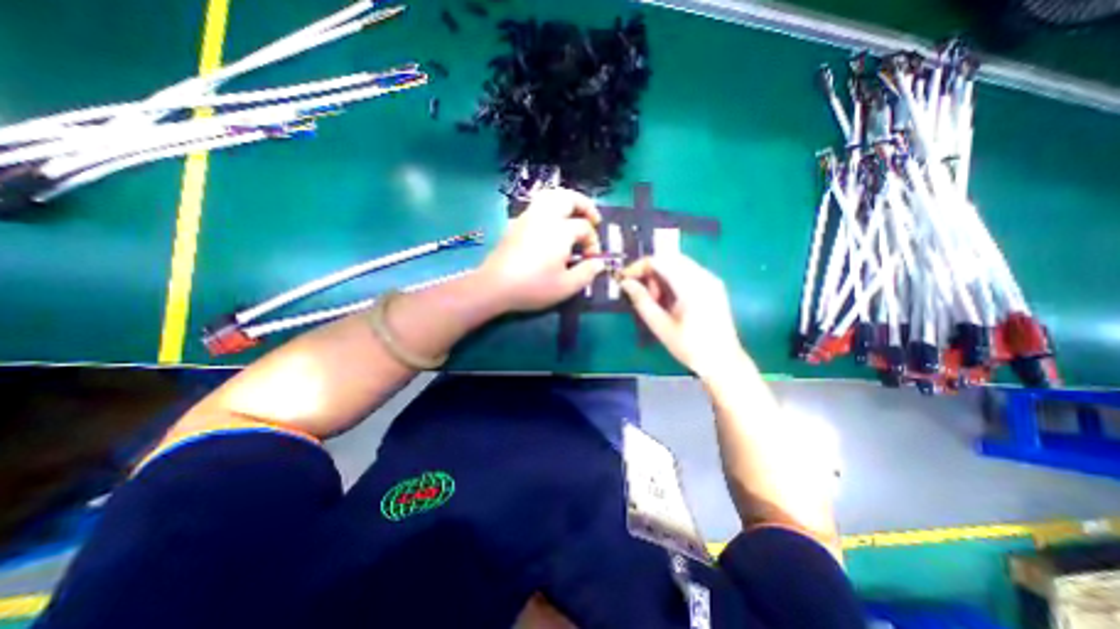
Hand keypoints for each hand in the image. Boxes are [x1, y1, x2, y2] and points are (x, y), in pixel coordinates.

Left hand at [480, 186, 607, 313]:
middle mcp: (545, 217)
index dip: (593, 242)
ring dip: (566, 202)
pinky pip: (537, 206)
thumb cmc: (533, 286)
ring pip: (550, 196)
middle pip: (568, 198)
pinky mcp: (516, 224)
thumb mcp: (566, 286)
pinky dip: (551, 208)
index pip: (584, 228)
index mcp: (560, 230)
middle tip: (593, 219)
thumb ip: (587, 273)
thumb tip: (598, 263)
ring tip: (574, 215)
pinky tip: (551, 226)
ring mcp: (528, 218)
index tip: (591, 260)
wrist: (495, 286)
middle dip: (585, 205)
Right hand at [622, 253, 741, 377]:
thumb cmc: (690, 347)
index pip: (659, 261)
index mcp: (691, 287)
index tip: (625, 279)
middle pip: (668, 258)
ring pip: (677, 263)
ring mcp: (711, 279)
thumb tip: (625, 283)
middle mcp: (703, 276)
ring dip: (660, 275)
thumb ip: (642, 301)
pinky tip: (669, 299)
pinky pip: (687, 271)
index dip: (638, 266)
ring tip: (655, 300)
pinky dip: (672, 279)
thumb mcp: (660, 326)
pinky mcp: (713, 284)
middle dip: (649, 271)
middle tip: (641, 293)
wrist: (723, 361)